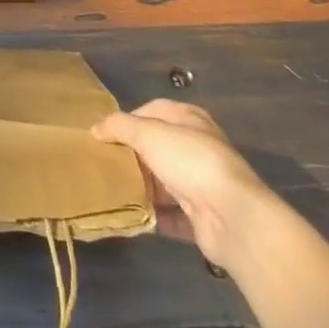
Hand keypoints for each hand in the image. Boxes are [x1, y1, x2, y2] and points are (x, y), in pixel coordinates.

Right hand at [92, 99, 273, 268]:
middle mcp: (197, 147)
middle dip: (133, 156)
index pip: (153, 110)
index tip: (105, 135)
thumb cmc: (190, 162)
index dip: (128, 120)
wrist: (232, 216)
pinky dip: (153, 216)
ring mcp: (201, 183)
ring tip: (112, 190)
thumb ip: (120, 127)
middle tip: (105, 164)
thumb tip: (96, 127)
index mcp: (189, 119)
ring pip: (163, 181)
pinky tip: (131, 217)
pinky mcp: (202, 216)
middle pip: (157, 147)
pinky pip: (171, 214)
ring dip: (142, 187)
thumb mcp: (149, 134)